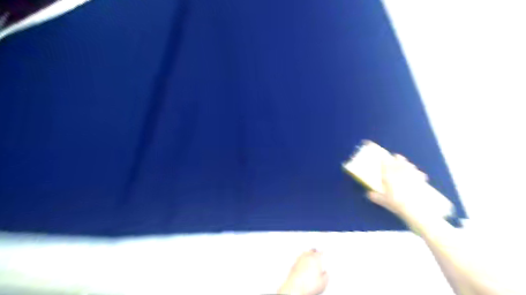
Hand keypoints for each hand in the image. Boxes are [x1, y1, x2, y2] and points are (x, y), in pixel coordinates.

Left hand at [277, 249, 326, 294]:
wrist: (296, 287)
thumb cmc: (309, 284)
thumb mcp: (323, 282)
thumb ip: (326, 275)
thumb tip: (325, 274)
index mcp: (315, 258)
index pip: (320, 252)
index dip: (322, 253)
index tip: (323, 253)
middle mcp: (306, 256)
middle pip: (311, 251)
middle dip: (314, 252)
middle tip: (316, 254)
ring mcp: (299, 259)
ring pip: (304, 254)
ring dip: (307, 255)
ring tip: (309, 259)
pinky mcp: (293, 264)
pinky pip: (298, 260)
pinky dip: (301, 261)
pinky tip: (302, 265)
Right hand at [367, 153, 432, 219]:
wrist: (416, 206)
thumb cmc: (396, 201)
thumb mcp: (383, 200)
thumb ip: (375, 196)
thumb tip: (369, 194)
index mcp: (388, 172)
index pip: (384, 162)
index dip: (382, 158)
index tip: (380, 157)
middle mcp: (400, 170)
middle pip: (398, 159)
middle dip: (396, 158)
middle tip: (394, 157)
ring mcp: (411, 173)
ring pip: (408, 164)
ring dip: (406, 163)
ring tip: (405, 164)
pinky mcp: (421, 178)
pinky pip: (419, 172)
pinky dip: (417, 172)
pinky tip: (418, 174)